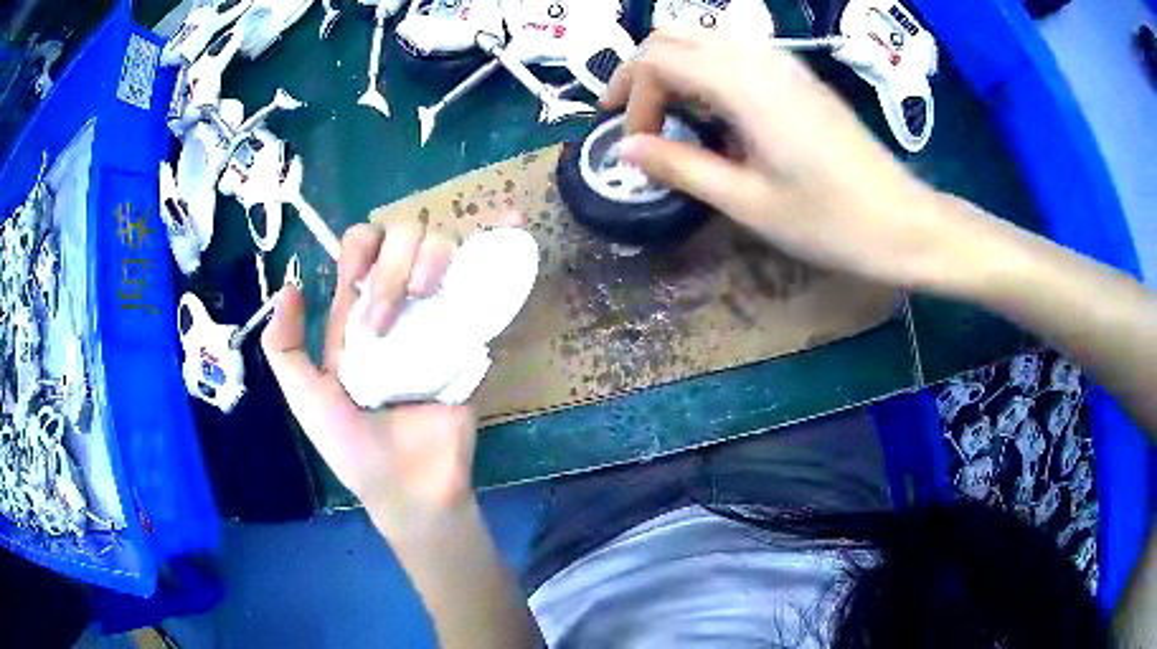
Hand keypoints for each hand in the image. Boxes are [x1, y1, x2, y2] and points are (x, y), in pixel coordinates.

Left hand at [261, 218, 473, 533]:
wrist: (413, 486)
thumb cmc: (355, 448)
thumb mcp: (306, 400)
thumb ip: (284, 349)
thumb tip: (290, 284)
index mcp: (354, 316)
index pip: (358, 251)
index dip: (360, 251)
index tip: (359, 283)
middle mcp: (397, 305)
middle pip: (401, 238)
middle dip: (392, 263)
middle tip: (387, 318)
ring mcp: (437, 315)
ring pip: (440, 248)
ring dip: (432, 257)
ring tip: (427, 298)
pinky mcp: (471, 332)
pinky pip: (483, 280)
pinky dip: (497, 242)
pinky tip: (513, 220)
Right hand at [602, 29, 1005, 293]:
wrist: (901, 221)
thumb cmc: (828, 221)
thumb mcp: (746, 202)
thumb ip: (679, 166)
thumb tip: (624, 148)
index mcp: (742, 84)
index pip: (657, 60)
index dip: (632, 97)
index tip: (634, 143)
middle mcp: (758, 57)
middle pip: (673, 35)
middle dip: (641, 71)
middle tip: (633, 117)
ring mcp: (782, 61)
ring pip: (703, 38)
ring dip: (673, 68)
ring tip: (669, 116)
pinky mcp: (797, 75)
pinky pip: (734, 52)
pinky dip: (705, 70)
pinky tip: (715, 112)